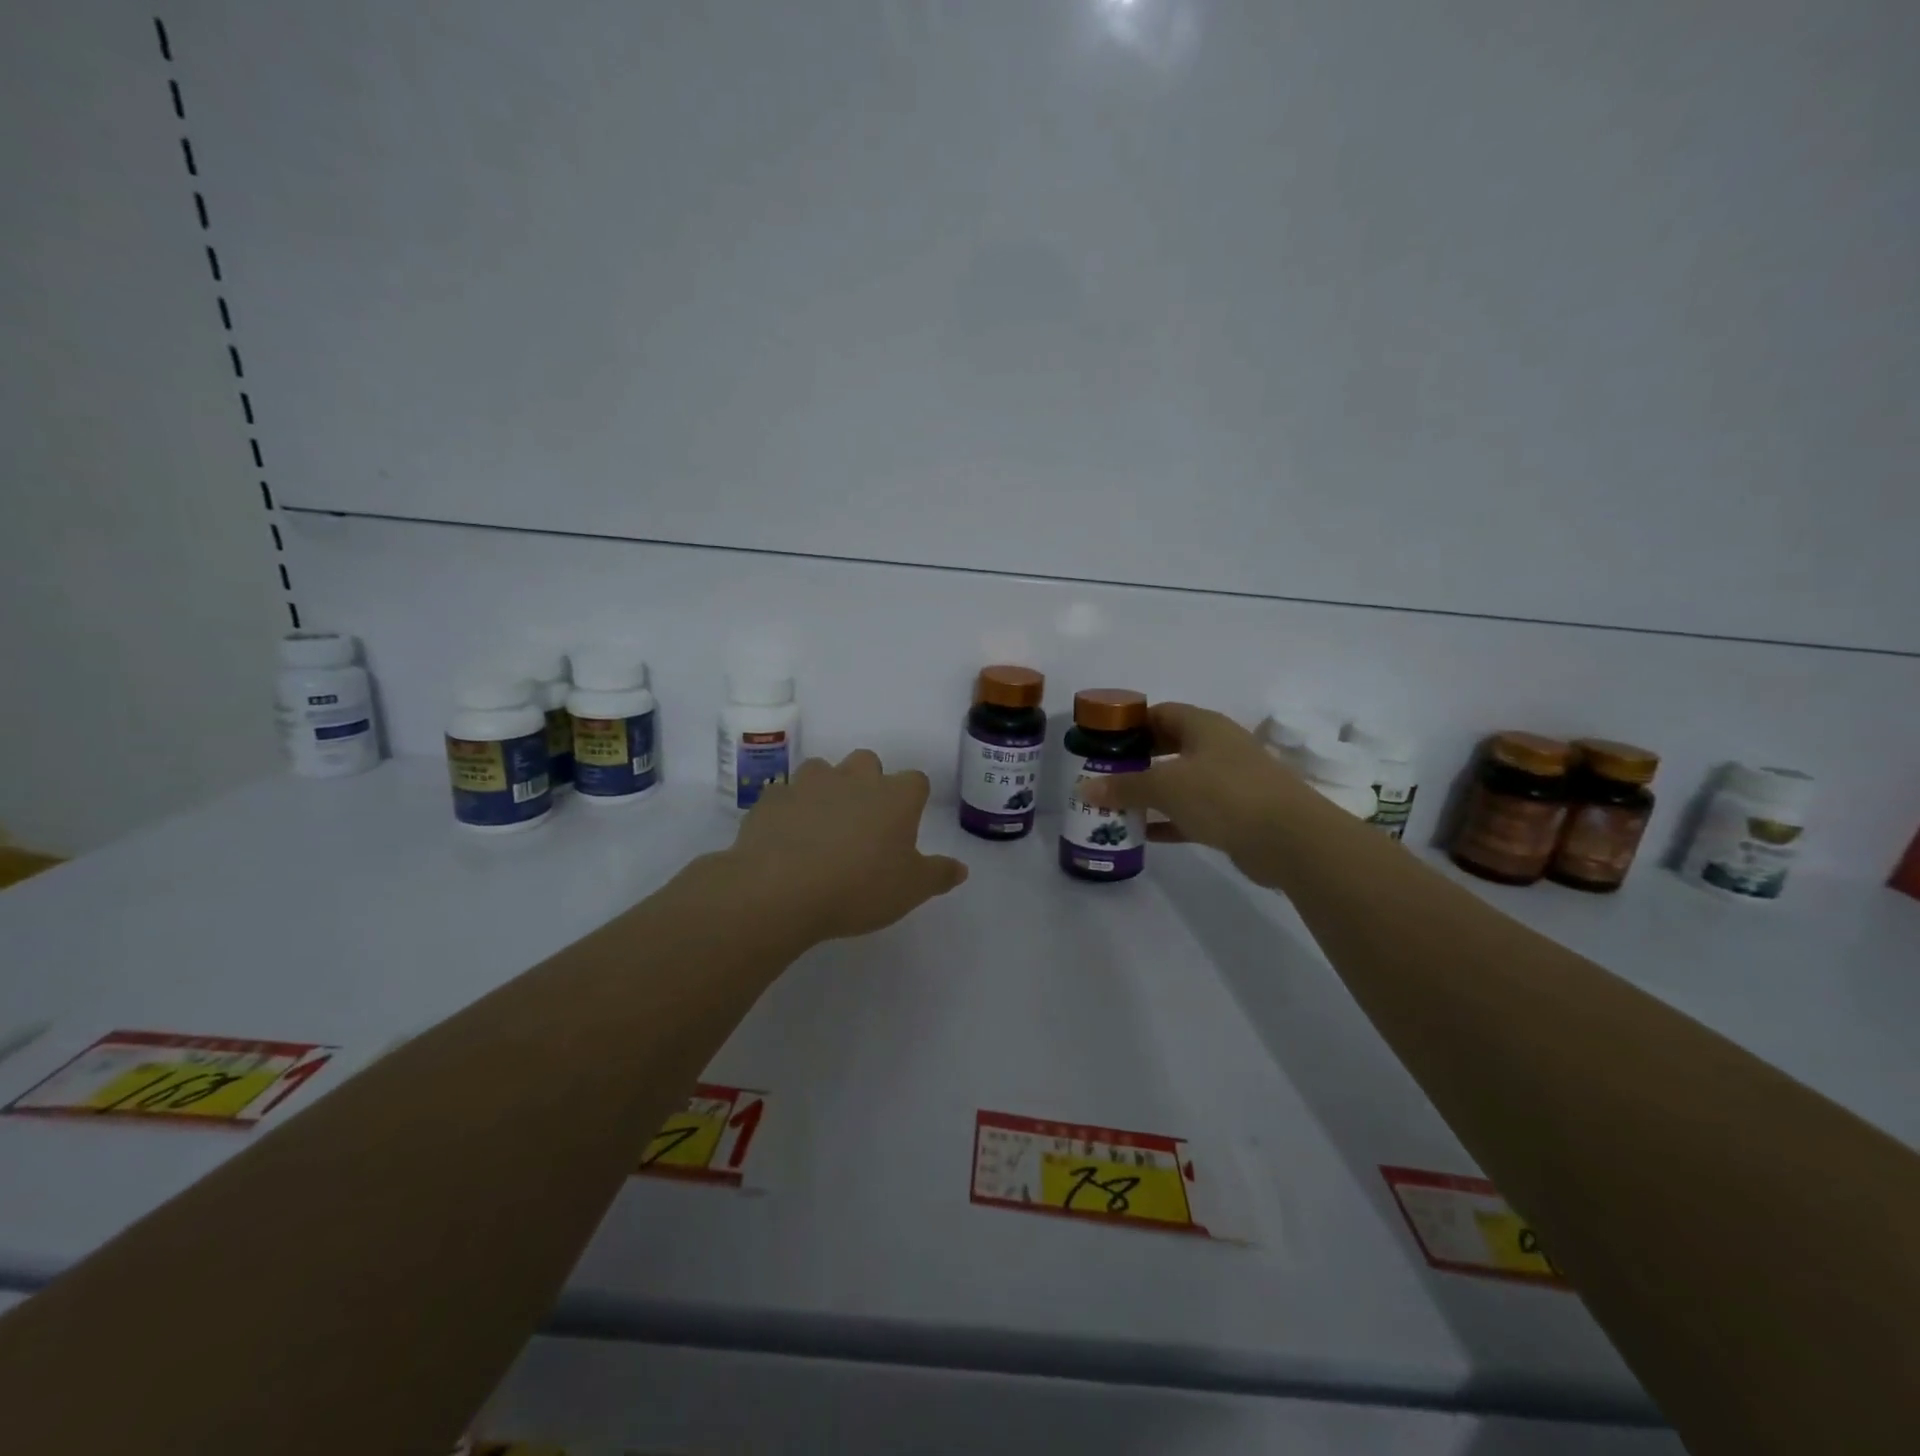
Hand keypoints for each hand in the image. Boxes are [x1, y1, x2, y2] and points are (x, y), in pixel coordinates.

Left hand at [727, 750, 969, 942]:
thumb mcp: (910, 890)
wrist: (779, 890)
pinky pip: (784, 795)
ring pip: (822, 770)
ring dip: (826, 789)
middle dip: (868, 782)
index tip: (906, 825)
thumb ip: (938, 875)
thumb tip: (960, 868)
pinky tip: (786, 838)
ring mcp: (809, 784)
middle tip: (864, 822)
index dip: (913, 800)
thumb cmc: (858, 888)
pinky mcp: (772, 799)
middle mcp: (854, 779)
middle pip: (868, 762)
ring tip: (822, 826)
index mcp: (895, 797)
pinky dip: (789, 810)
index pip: (916, 781)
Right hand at [1079, 703, 1318, 886]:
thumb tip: (1085, 789)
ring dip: (1151, 793)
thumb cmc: (1225, 795)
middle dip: (1136, 761)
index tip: (1102, 742)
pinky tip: (1145, 834)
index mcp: (1203, 726)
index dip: (1130, 724)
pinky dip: (1169, 820)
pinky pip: (1192, 812)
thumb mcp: (1166, 786)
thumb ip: (1124, 786)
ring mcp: (1229, 781)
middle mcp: (1217, 747)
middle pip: (1168, 746)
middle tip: (1105, 775)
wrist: (1291, 839)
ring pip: (1180, 781)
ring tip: (1116, 805)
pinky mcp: (1236, 814)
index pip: (1160, 713)